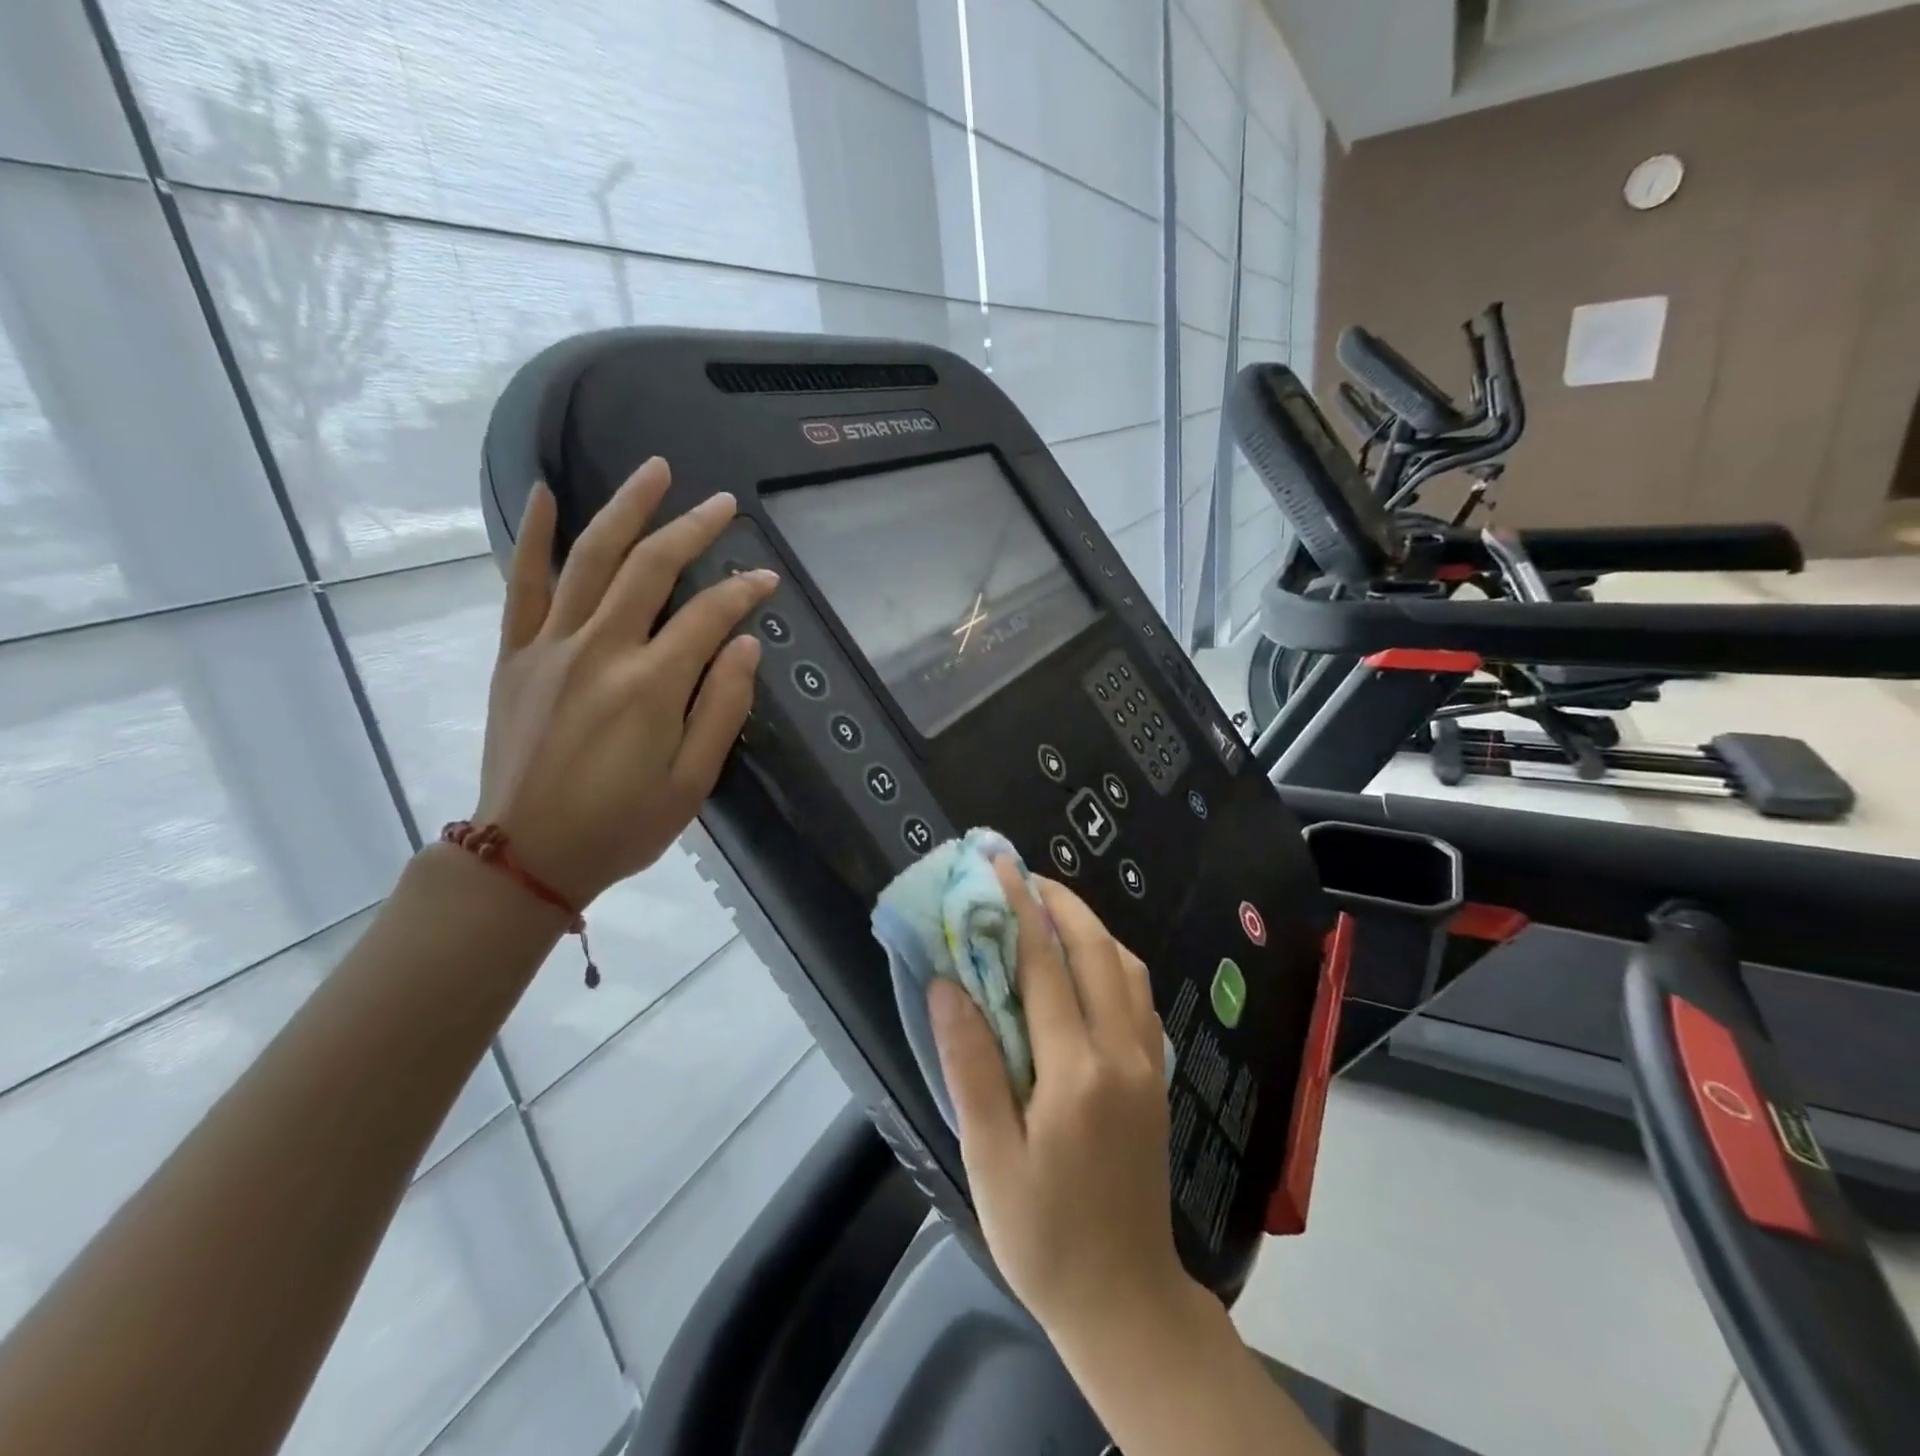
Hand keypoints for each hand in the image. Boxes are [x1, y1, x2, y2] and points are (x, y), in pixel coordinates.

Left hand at [473, 457, 775, 905]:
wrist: (527, 856)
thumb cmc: (622, 826)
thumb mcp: (692, 782)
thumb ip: (722, 708)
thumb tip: (745, 644)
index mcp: (651, 686)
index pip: (708, 616)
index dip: (744, 591)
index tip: (769, 578)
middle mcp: (601, 650)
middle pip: (651, 569)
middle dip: (692, 529)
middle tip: (722, 503)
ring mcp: (551, 646)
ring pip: (590, 559)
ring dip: (626, 509)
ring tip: (655, 471)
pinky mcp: (516, 655)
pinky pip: (522, 585)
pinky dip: (534, 537)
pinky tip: (548, 494)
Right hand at [930, 860, 1185, 1343]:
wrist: (1126, 1300)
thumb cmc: (1044, 1236)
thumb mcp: (990, 1159)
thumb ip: (971, 1065)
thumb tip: (947, 985)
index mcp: (1076, 1071)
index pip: (1045, 966)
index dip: (1020, 909)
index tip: (1000, 865)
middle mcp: (1121, 1052)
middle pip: (1097, 951)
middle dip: (1060, 902)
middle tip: (1022, 876)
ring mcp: (1147, 1062)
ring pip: (1126, 967)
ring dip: (1090, 926)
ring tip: (1049, 910)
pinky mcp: (1156, 1076)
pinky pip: (1137, 994)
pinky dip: (1111, 959)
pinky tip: (1084, 964)